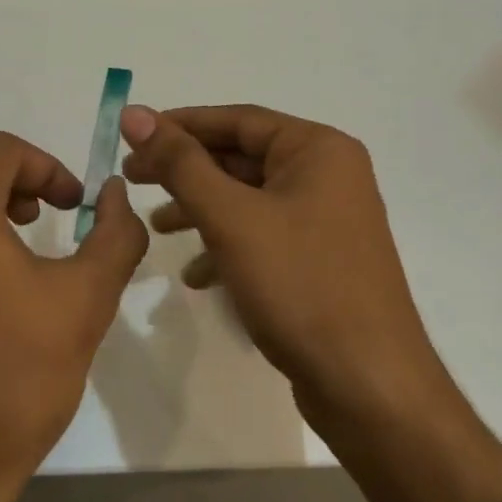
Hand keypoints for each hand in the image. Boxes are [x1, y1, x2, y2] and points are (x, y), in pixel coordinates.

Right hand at [119, 104, 501, 501]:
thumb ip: (180, 163)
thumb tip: (135, 114)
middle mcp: (327, 174)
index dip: (179, 124)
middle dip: (186, 170)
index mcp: (317, 149)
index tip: (131, 134)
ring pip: (249, 199)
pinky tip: (197, 275)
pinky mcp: (320, 260)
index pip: (237, 120)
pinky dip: (227, 245)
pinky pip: (264, 235)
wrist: (369, 387)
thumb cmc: (300, 286)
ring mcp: (326, 219)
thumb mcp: (231, 218)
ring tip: (156, 227)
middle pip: (242, 157)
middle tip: (132, 179)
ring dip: (201, 209)